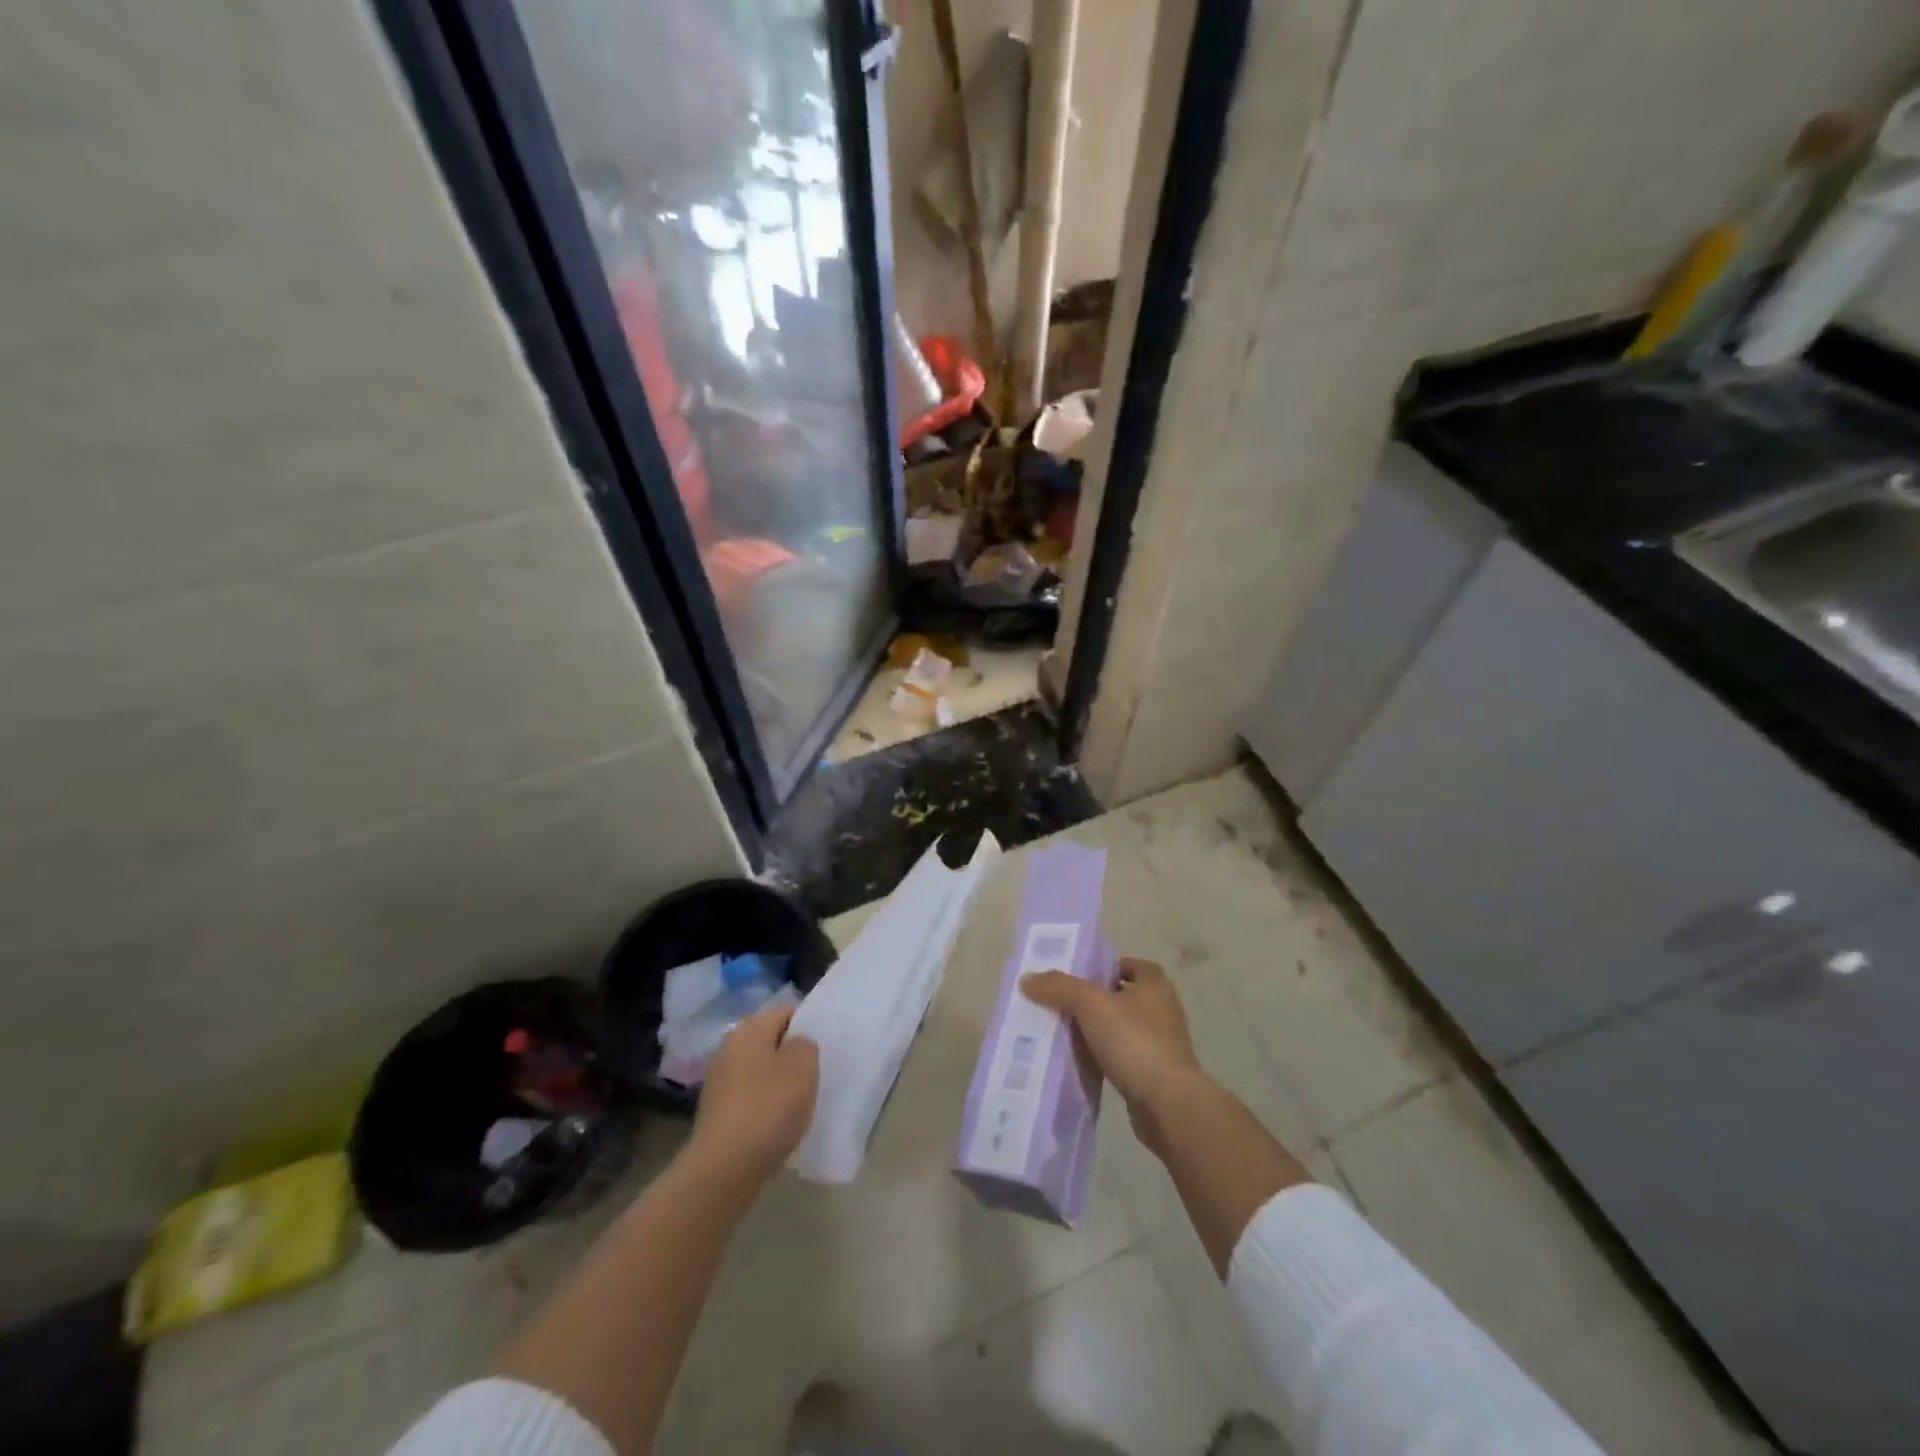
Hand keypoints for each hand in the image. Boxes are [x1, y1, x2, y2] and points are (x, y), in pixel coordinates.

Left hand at [689, 1003, 818, 1185]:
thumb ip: (806, 1044)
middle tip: (814, 1075)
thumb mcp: (804, 1066)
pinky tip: (777, 1124)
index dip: (807, 1026)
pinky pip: (749, 1097)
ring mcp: (719, 1080)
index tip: (823, 1050)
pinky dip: (764, 1105)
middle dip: (791, 1055)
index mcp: (749, 1029)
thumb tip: (795, 1045)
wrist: (724, 1168)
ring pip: (760, 1070)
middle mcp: (729, 1047)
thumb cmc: (769, 1108)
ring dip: (778, 1082)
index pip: (785, 1012)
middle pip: (770, 1041)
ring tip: (798, 1103)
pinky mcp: (716, 1111)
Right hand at [1020, 958, 1207, 1157]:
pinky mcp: (1154, 1073)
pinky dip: (1102, 1056)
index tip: (1072, 977)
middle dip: (1091, 1000)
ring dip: (1095, 1030)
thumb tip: (1027, 979)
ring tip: (1061, 1033)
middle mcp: (1162, 1008)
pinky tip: (1079, 1062)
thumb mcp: (1090, 1004)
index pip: (1126, 964)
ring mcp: (1161, 1043)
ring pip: (1119, 1028)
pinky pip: (1121, 1056)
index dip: (1100, 967)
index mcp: (1154, 984)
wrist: (1168, 1104)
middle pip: (1119, 995)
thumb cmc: (1134, 1041)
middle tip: (1058, 1003)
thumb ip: (1059, 987)